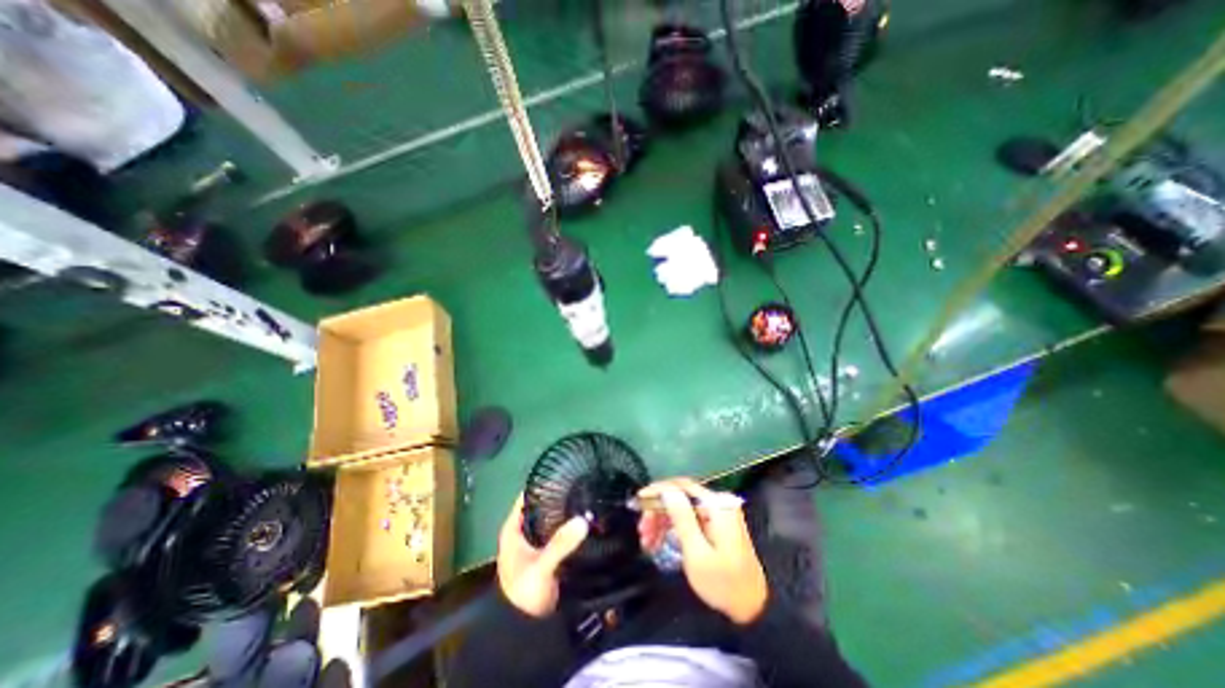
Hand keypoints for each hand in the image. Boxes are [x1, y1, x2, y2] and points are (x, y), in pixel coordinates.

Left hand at [498, 494, 593, 618]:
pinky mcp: (547, 551)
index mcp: (513, 528)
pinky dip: (568, 525)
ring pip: (551, 518)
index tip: (565, 473)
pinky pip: (559, 531)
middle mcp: (523, 530)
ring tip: (586, 497)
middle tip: (582, 485)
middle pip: (542, 505)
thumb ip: (560, 544)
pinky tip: (584, 520)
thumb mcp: (541, 567)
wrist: (525, 629)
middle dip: (559, 496)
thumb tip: (583, 519)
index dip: (543, 483)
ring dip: (565, 512)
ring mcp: (535, 541)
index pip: (528, 495)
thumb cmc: (524, 594)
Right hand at [642, 479, 763, 623]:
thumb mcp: (698, 554)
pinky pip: (688, 519)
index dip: (658, 490)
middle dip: (658, 511)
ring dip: (662, 521)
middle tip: (642, 530)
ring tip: (647, 540)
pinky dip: (672, 528)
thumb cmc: (724, 584)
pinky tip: (659, 541)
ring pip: (681, 508)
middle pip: (680, 497)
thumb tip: (666, 490)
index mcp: (717, 505)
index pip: (682, 486)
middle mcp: (718, 503)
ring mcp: (717, 514)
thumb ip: (682, 518)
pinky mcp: (714, 525)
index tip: (638, 500)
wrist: (752, 609)